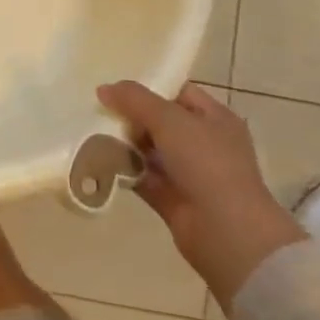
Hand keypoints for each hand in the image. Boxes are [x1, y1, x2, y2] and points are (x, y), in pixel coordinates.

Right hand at [96, 81, 306, 309]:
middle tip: (99, 108)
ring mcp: (189, 173)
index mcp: (215, 119)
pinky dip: (123, 169)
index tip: (116, 85)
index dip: (150, 86)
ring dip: (124, 142)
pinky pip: (142, 177)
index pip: (179, 93)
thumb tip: (103, 89)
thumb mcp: (170, 120)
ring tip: (92, 130)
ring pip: (149, 150)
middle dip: (131, 115)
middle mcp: (204, 144)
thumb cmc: (207, 164)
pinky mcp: (172, 199)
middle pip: (161, 121)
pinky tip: (98, 158)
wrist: (228, 233)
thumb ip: (135, 100)